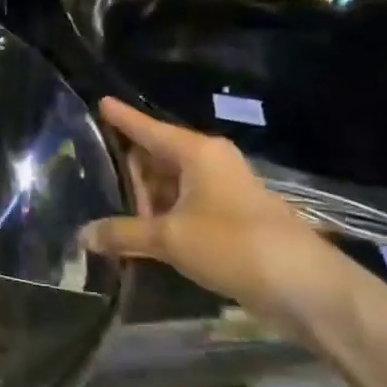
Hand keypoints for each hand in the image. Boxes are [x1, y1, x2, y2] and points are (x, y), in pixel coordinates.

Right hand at [80, 99, 372, 345]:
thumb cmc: (232, 244)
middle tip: (91, 174)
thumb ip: (123, 234)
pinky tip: (140, 232)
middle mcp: (210, 163)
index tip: (100, 100)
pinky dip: (163, 216)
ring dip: (145, 198)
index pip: (149, 128)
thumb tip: (82, 235)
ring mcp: (223, 190)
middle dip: (129, 168)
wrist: (304, 285)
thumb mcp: (169, 238)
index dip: (122, 117)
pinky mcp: (230, 218)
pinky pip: (185, 206)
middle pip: (158, 156)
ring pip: (172, 184)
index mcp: (197, 152)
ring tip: (108, 207)